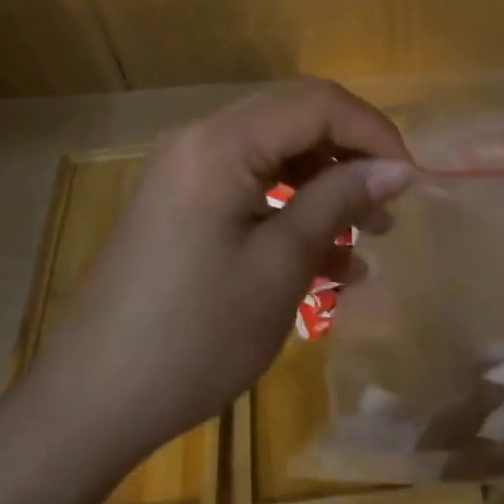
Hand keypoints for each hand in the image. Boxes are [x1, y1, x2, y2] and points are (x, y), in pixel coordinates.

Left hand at [32, 79, 413, 469]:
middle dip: (350, 155)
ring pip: (274, 154)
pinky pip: (249, 186)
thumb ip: (338, 202)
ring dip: (324, 185)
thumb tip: (397, 167)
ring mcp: (185, 172)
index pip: (315, 103)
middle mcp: (199, 140)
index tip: (411, 180)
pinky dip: (290, 209)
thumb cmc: (195, 335)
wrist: (92, 401)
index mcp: (220, 143)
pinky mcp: (181, 204)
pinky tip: (327, 261)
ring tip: (368, 236)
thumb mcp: (280, 267)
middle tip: (390, 205)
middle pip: (294, 120)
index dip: (372, 131)